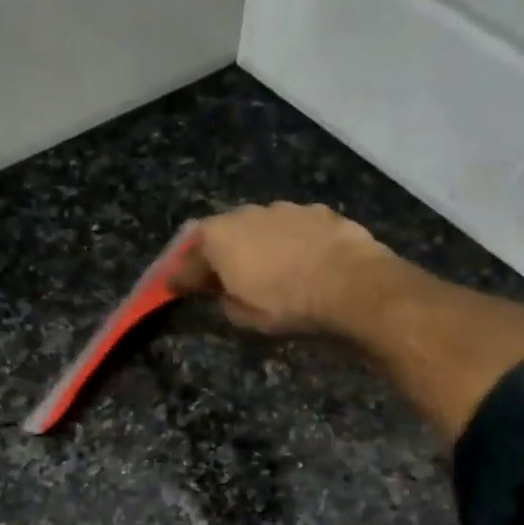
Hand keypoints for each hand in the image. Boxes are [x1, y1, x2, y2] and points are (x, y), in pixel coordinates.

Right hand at [170, 201, 398, 334]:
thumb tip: (224, 291)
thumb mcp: (244, 316)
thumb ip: (225, 300)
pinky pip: (294, 229)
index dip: (179, 276)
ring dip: (257, 244)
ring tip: (265, 267)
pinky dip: (290, 243)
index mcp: (219, 237)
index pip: (188, 260)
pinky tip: (300, 260)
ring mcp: (285, 208)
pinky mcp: (320, 212)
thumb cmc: (287, 303)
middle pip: (223, 234)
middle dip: (218, 253)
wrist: (351, 284)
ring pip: (260, 227)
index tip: (172, 287)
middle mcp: (247, 213)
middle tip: (218, 275)